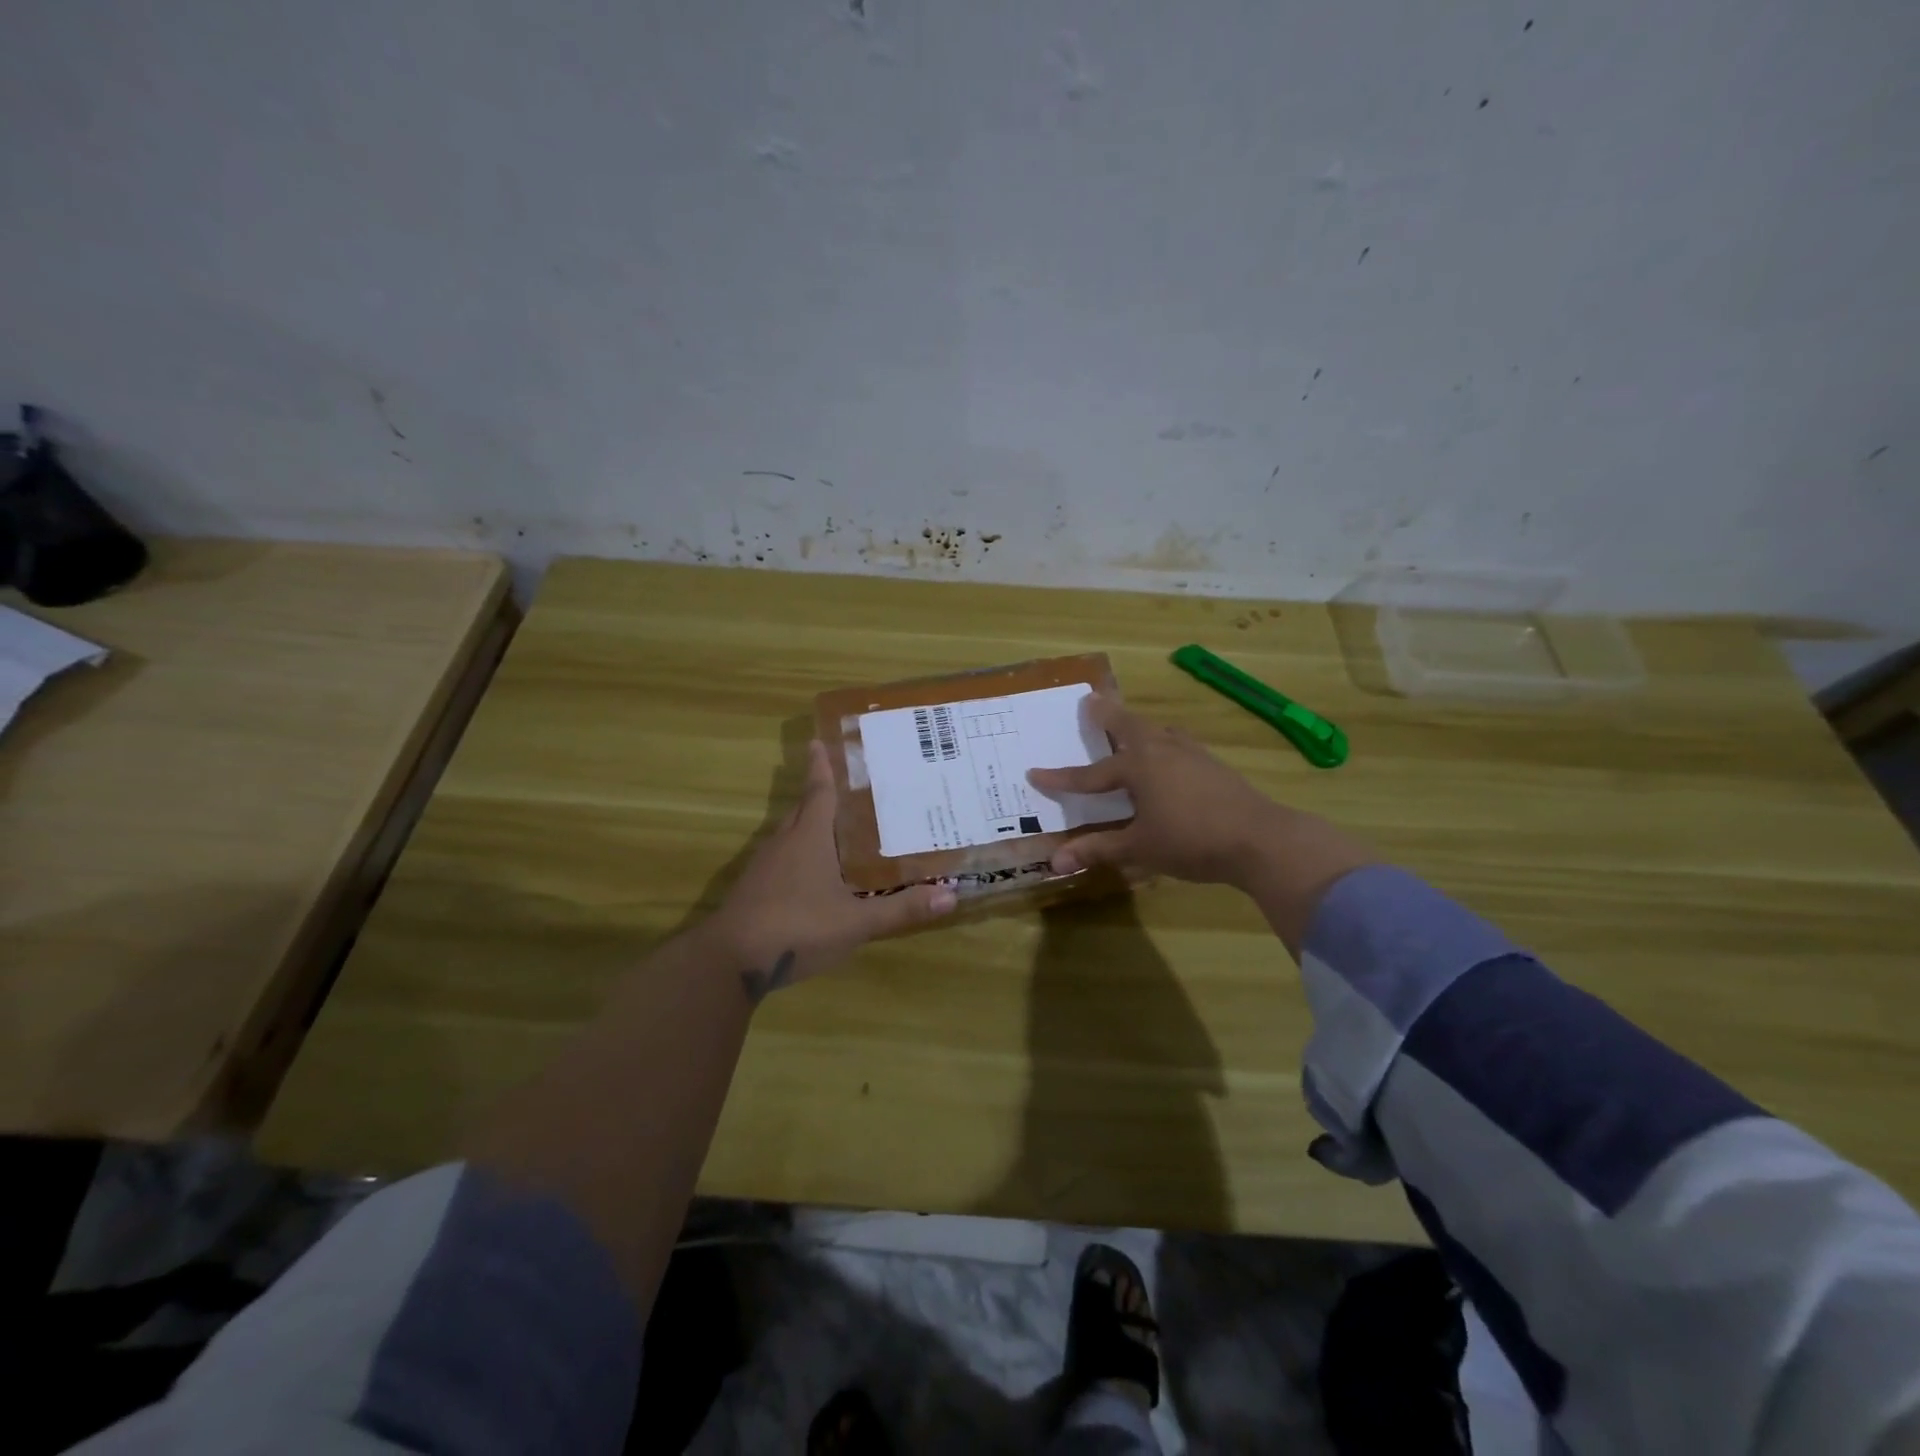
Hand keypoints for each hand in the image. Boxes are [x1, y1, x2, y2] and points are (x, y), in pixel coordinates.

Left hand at [708, 741, 956, 1005]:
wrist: (730, 961)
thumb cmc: (797, 928)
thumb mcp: (857, 922)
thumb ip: (902, 909)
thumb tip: (952, 894)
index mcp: (809, 839)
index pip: (818, 793)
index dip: (821, 768)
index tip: (817, 742)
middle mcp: (784, 844)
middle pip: (802, 810)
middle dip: (818, 795)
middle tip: (843, 786)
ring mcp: (763, 868)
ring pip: (789, 835)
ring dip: (808, 826)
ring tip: (834, 828)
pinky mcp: (753, 890)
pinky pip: (780, 860)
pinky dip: (797, 855)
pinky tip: (812, 875)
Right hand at [1028, 695, 1375, 906]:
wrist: (1260, 838)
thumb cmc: (1192, 840)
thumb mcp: (1140, 848)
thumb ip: (1098, 850)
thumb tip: (1054, 861)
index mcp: (1139, 767)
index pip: (1090, 775)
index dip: (1061, 778)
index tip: (1035, 773)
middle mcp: (1162, 750)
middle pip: (1128, 726)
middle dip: (1107, 714)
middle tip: (1091, 699)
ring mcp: (1192, 753)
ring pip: (1157, 731)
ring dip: (1138, 726)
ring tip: (1129, 725)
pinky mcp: (1213, 764)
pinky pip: (1178, 742)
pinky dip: (1164, 740)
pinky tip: (1171, 752)